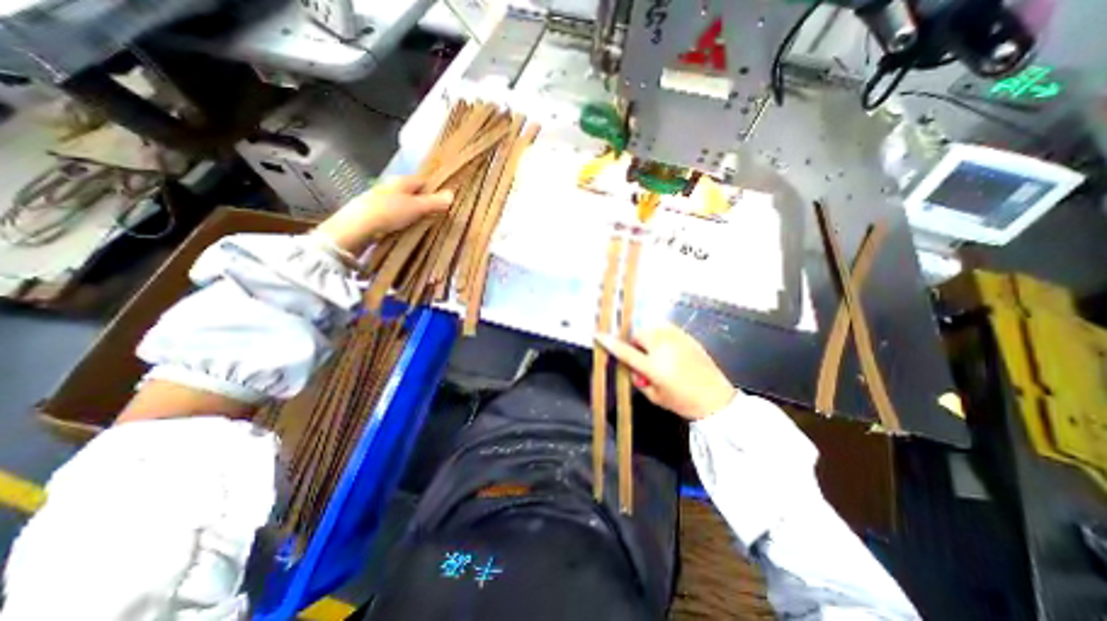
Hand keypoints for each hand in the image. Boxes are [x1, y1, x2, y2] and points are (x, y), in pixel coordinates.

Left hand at [311, 174, 453, 254]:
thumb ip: (434, 202)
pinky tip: (408, 229)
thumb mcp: (416, 207)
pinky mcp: (376, 213)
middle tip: (438, 216)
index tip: (445, 203)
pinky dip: (404, 220)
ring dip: (415, 213)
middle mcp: (392, 186)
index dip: (436, 190)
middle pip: (414, 193)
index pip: (424, 181)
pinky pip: (397, 214)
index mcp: (402, 181)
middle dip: (426, 203)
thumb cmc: (389, 212)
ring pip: (405, 204)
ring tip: (425, 225)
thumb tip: (452, 194)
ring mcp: (382, 199)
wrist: (357, 227)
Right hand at [592, 324, 737, 422]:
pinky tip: (669, 350)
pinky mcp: (687, 338)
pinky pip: (667, 330)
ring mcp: (678, 341)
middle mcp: (665, 348)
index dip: (611, 343)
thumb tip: (632, 367)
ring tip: (656, 353)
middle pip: (640, 334)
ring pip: (653, 329)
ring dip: (649, 338)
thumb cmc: (684, 402)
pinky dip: (662, 337)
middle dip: (636, 343)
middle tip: (642, 357)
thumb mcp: (655, 396)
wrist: (717, 399)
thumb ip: (639, 379)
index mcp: (655, 367)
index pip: (626, 352)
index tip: (598, 335)